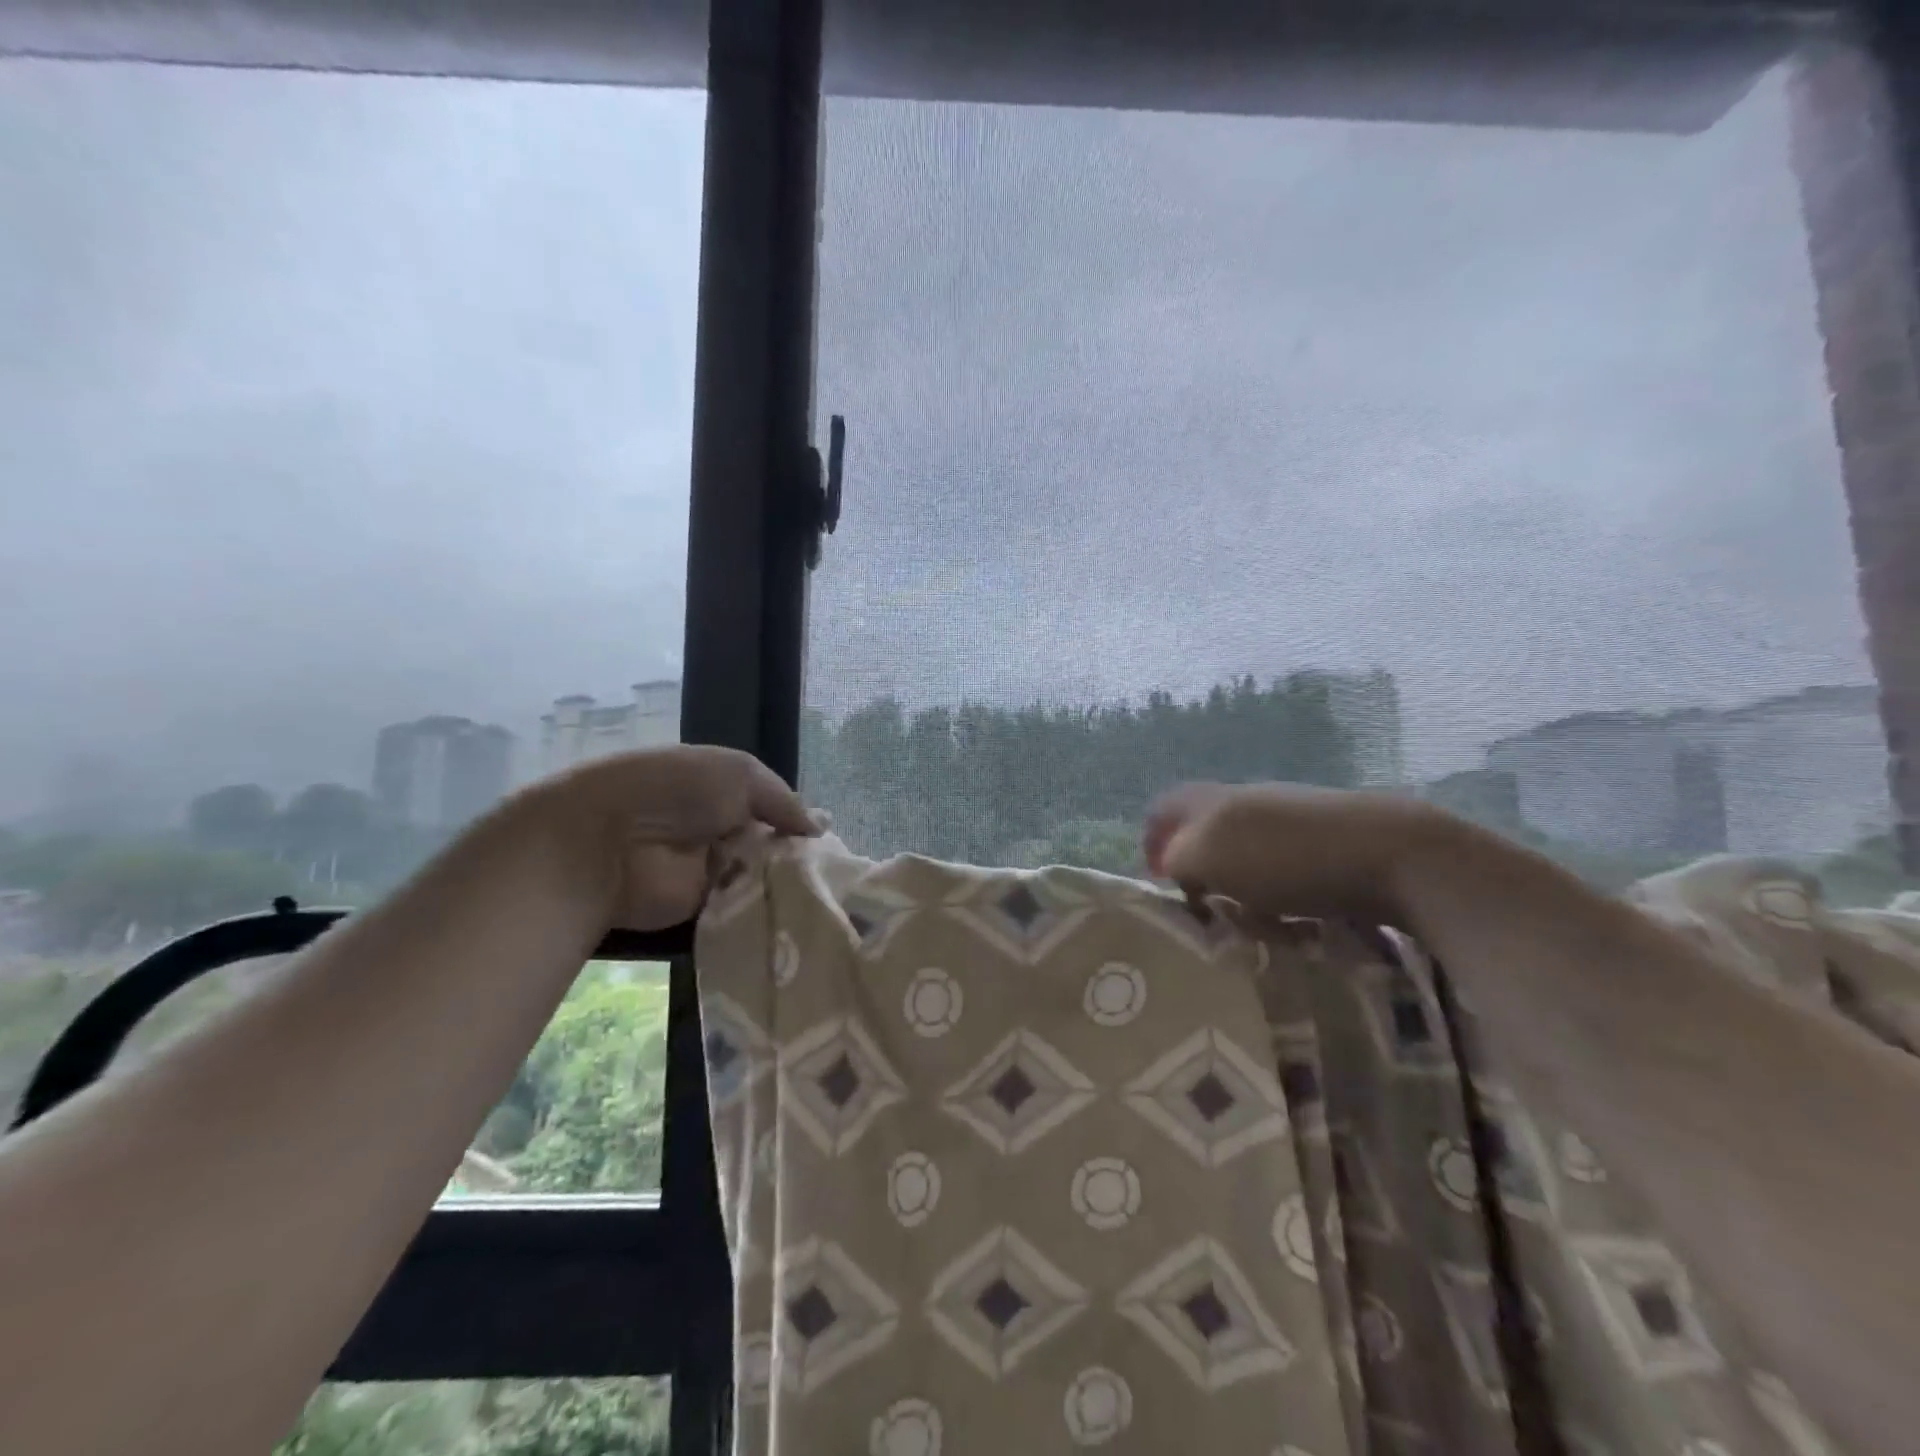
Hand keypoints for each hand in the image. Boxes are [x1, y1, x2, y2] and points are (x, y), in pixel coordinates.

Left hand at [530, 746, 816, 930]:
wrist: (609, 843)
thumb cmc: (676, 791)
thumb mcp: (740, 774)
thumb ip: (783, 800)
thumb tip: (819, 828)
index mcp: (722, 791)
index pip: (771, 809)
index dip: (798, 823)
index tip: (829, 842)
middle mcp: (718, 830)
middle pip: (770, 847)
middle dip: (798, 858)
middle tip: (836, 875)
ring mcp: (710, 872)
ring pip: (762, 880)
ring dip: (787, 886)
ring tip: (828, 896)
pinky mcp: (703, 910)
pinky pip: (744, 910)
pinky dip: (768, 911)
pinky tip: (802, 915)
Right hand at [1142, 781, 1453, 926]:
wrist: (1395, 856)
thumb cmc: (1289, 856)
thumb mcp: (1211, 853)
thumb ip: (1178, 857)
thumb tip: (1172, 865)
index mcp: (1217, 799)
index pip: (1166, 807)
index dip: (1152, 839)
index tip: (1157, 880)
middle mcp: (1251, 803)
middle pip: (1206, 831)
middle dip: (1198, 870)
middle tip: (1201, 908)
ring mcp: (1294, 821)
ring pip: (1247, 854)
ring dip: (1238, 887)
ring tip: (1247, 922)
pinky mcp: (1331, 846)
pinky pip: (1286, 871)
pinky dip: (1278, 895)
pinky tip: (1292, 921)